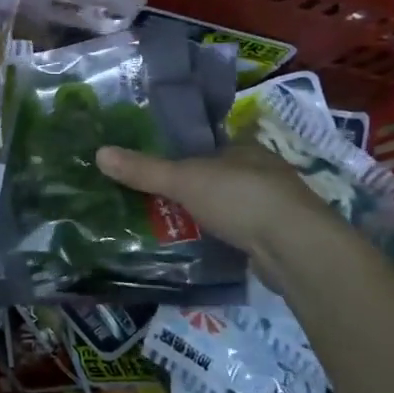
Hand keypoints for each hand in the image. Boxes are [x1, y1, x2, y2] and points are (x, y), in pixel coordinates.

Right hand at [95, 141, 343, 257]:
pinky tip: (200, 245)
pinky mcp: (275, 238)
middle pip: (216, 175)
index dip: (181, 153)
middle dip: (190, 187)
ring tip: (169, 223)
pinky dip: (220, 235)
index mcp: (243, 147)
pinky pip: (238, 231)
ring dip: (205, 213)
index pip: (207, 145)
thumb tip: (98, 152)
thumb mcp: (184, 180)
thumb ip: (144, 170)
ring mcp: (272, 206)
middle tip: (154, 198)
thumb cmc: (240, 198)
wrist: (295, 248)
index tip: (155, 166)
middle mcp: (261, 171)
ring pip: (228, 204)